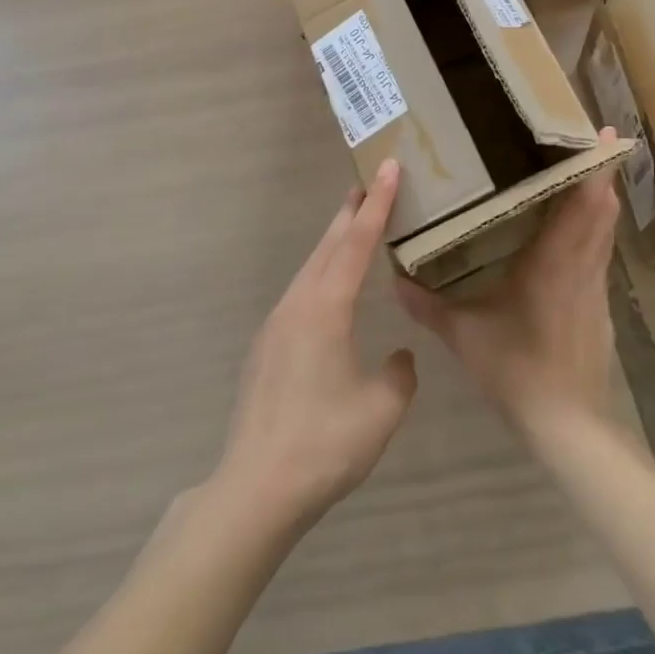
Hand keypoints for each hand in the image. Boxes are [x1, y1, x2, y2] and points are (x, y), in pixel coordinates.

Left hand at [213, 160, 416, 533]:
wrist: (257, 486)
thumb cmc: (325, 443)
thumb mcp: (381, 408)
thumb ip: (397, 374)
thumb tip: (397, 357)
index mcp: (325, 308)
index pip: (357, 243)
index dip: (377, 204)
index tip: (388, 168)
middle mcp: (297, 304)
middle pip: (327, 246)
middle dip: (351, 214)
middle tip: (370, 184)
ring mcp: (276, 325)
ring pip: (310, 269)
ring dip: (333, 243)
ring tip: (353, 226)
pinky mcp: (266, 347)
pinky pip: (300, 294)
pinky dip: (320, 275)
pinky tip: (329, 293)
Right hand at [398, 128, 620, 440]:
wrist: (566, 424)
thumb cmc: (516, 368)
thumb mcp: (463, 335)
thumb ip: (427, 305)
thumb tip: (393, 280)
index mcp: (553, 263)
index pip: (585, 205)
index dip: (596, 168)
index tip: (602, 135)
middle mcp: (581, 266)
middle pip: (602, 209)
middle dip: (601, 172)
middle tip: (590, 139)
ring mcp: (595, 288)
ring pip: (604, 232)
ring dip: (600, 199)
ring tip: (584, 172)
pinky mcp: (599, 307)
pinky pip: (600, 254)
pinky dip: (595, 230)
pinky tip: (575, 232)